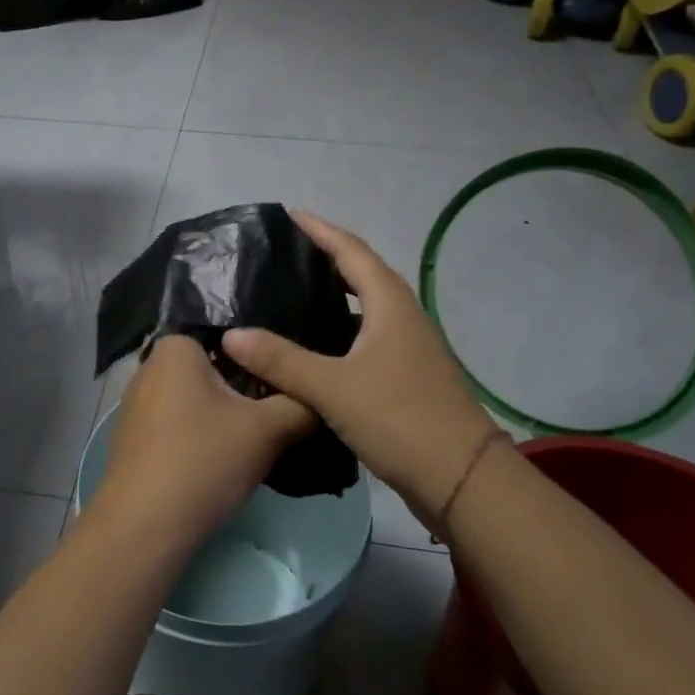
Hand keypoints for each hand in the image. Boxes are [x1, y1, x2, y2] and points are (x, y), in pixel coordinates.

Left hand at [88, 335, 315, 554]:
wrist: (144, 526)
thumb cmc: (204, 460)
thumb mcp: (268, 430)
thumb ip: (300, 404)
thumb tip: (321, 397)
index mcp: (175, 348)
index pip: (229, 337)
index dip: (261, 359)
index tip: (286, 383)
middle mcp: (149, 368)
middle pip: (212, 371)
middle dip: (243, 390)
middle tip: (277, 415)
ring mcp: (135, 406)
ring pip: (194, 401)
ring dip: (221, 418)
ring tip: (253, 444)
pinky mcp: (131, 440)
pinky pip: (175, 427)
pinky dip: (197, 439)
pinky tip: (218, 465)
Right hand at [222, 210, 501, 527]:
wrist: (463, 479)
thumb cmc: (399, 418)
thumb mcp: (332, 388)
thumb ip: (281, 360)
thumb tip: (231, 334)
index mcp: (390, 303)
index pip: (350, 250)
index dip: (319, 230)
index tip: (288, 215)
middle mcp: (402, 315)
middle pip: (361, 272)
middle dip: (325, 257)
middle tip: (282, 255)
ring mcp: (408, 346)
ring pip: (365, 306)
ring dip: (333, 294)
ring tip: (291, 293)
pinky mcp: (406, 374)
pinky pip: (366, 335)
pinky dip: (339, 329)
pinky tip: (313, 346)